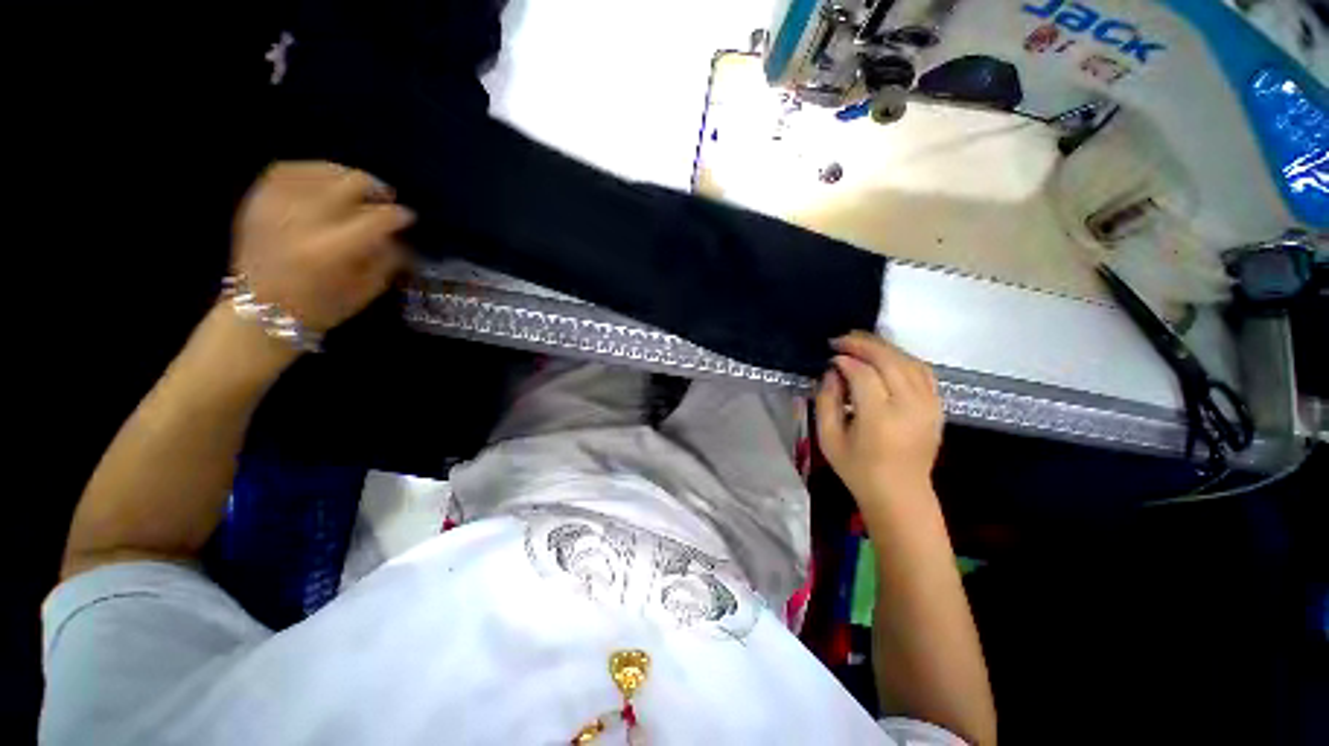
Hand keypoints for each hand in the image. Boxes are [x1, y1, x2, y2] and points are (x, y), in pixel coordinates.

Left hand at [231, 161, 414, 333]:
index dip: (399, 216)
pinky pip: (286, 171)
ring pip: (320, 172)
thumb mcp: (367, 290)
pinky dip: (309, 170)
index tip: (408, 218)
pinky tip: (322, 179)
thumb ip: (388, 258)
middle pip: (350, 185)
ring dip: (345, 176)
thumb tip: (399, 235)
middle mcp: (306, 221)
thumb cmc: (321, 306)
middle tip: (385, 198)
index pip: (379, 219)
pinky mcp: (258, 202)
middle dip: (375, 189)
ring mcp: (278, 207)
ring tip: (356, 186)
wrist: (259, 310)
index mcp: (335, 249)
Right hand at [815, 331, 943, 506]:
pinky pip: (923, 371)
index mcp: (880, 418)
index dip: (846, 360)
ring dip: (883, 347)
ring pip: (908, 361)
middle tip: (842, 339)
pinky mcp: (938, 407)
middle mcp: (910, 407)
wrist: (901, 494)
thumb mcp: (828, 438)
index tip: (830, 357)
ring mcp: (929, 405)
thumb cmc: (858, 470)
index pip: (864, 374)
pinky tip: (886, 356)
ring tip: (860, 342)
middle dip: (863, 344)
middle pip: (889, 360)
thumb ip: (826, 401)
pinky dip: (903, 358)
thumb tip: (832, 372)